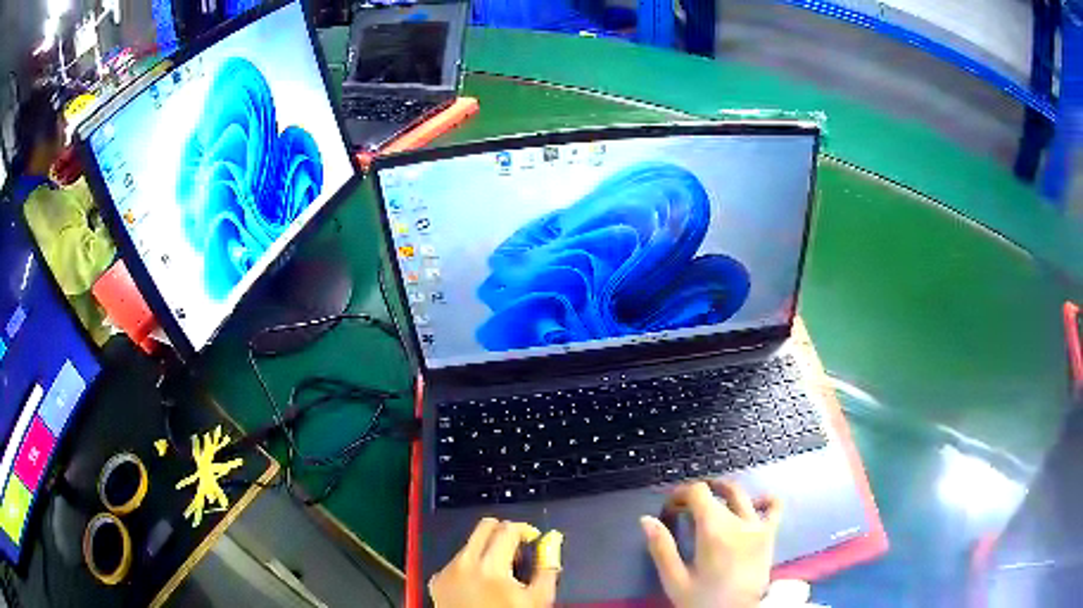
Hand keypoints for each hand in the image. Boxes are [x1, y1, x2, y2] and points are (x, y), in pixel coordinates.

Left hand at [429, 518, 561, 607]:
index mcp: (490, 568)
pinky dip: (470, 566)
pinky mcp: (436, 580)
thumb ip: (547, 568)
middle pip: (484, 527)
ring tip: (499, 574)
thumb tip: (551, 543)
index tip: (532, 538)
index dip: (525, 530)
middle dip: (504, 532)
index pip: (508, 529)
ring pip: (470, 545)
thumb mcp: (538, 599)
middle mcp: (464, 564)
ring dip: (487, 551)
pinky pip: (456, 562)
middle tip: (516, 548)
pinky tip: (480, 585)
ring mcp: (446, 571)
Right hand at [641, 481, 780, 607]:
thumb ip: (661, 548)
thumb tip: (646, 519)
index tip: (668, 509)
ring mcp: (758, 526)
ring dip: (723, 491)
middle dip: (696, 495)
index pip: (698, 492)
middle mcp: (738, 521)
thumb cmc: (704, 601)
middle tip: (682, 510)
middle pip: (716, 492)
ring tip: (711, 500)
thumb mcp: (675, 580)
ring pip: (741, 493)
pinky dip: (764, 498)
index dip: (680, 494)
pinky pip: (774, 506)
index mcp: (714, 531)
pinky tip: (752, 504)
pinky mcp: (770, 534)